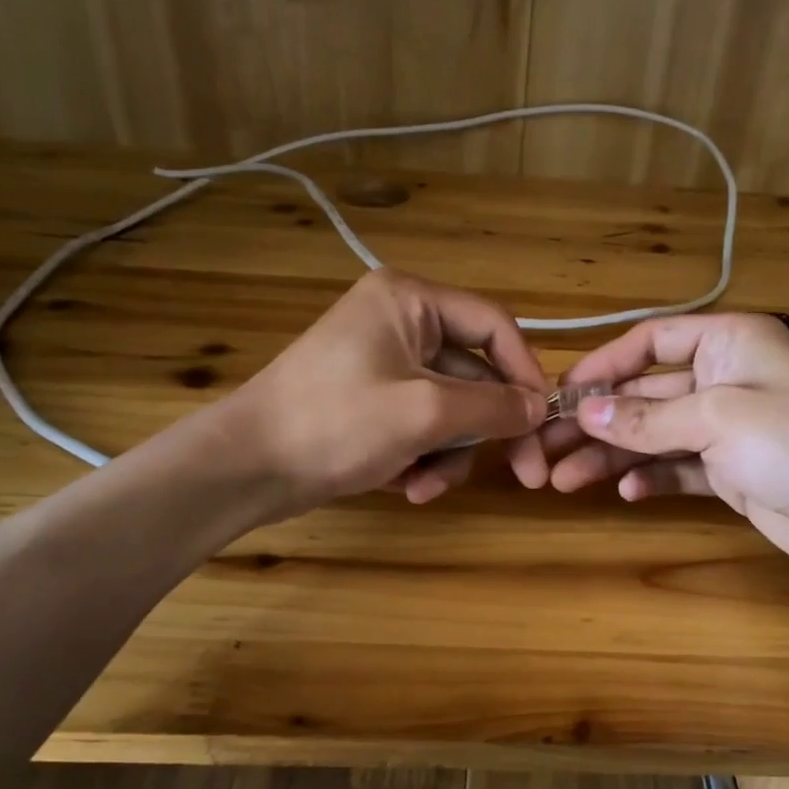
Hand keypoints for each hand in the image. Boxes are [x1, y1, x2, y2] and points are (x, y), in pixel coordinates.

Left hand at [229, 270, 548, 511]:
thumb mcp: (425, 412)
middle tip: (526, 476)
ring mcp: (385, 364)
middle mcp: (401, 322)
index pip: (494, 325)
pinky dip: (421, 457)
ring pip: (450, 409)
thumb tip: (538, 408)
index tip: (542, 422)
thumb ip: (493, 407)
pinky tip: (404, 486)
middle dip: (485, 431)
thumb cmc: (336, 422)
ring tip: (424, 487)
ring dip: (448, 453)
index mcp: (411, 300)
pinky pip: (420, 425)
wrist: (245, 467)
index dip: (525, 373)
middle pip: (475, 375)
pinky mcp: (372, 402)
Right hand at [537, 313, 788, 581]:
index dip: (603, 365)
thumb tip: (586, 413)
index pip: (650, 342)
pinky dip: (652, 478)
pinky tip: (625, 493)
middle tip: (546, 446)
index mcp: (727, 342)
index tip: (562, 394)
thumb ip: (647, 418)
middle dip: (598, 421)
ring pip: (655, 435)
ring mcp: (728, 429)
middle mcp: (723, 378)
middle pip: (645, 393)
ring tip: (564, 479)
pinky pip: (679, 469)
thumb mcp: (716, 418)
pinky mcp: (732, 472)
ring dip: (613, 455)